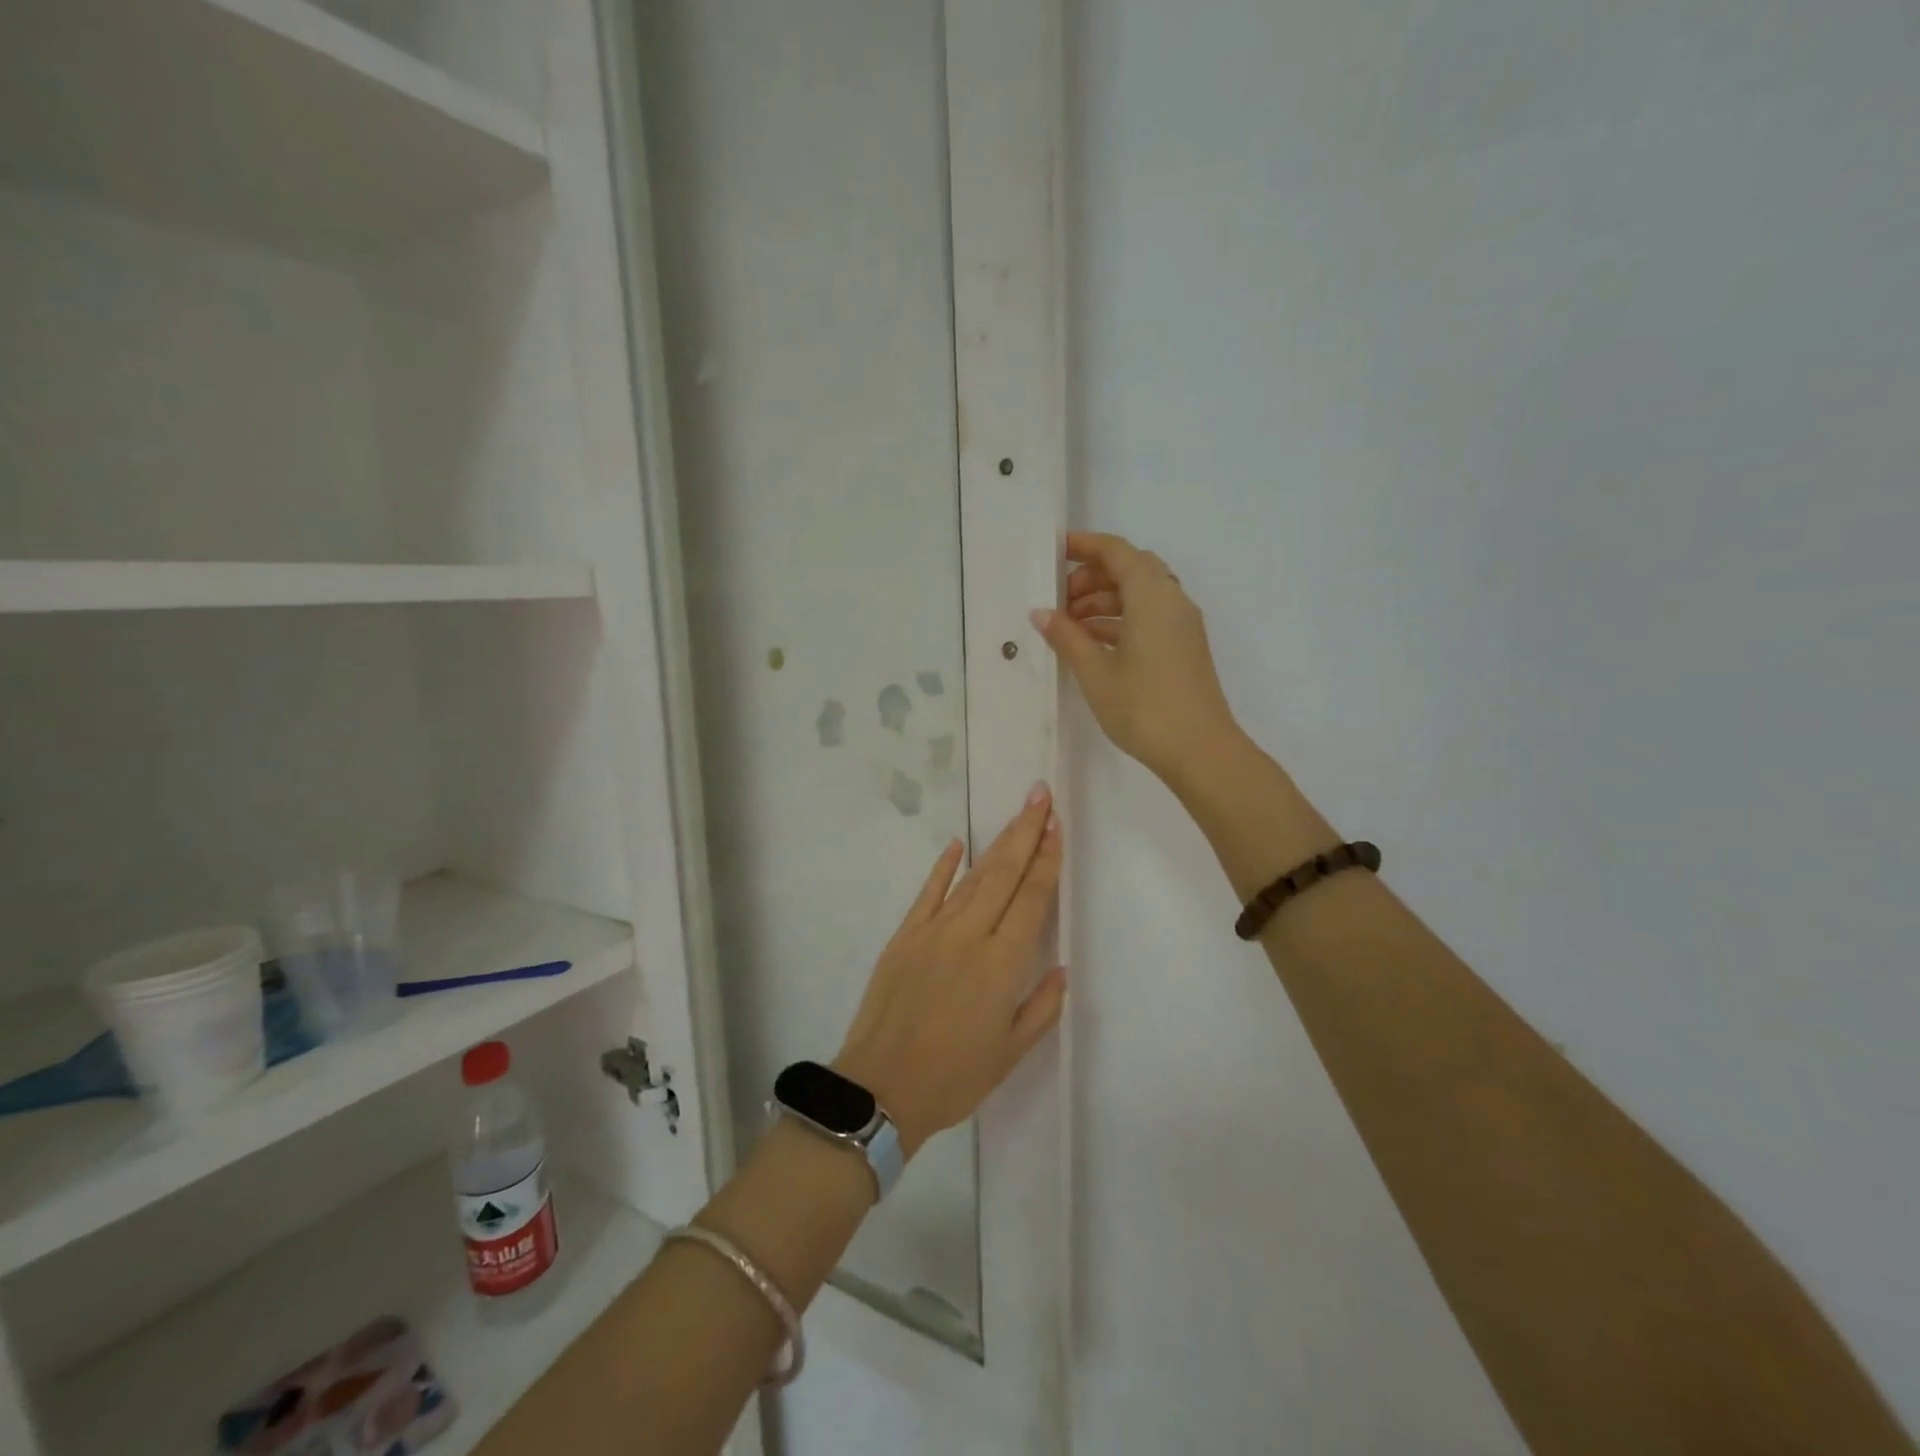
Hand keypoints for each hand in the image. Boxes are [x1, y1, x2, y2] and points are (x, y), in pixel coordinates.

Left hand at [834, 785, 1066, 1157]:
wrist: (880, 1089)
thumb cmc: (953, 1078)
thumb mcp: (1010, 1053)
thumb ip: (1041, 1007)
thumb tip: (1060, 967)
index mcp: (1002, 964)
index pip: (1032, 898)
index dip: (1046, 859)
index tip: (1056, 824)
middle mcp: (970, 936)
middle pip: (1004, 874)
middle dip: (1026, 832)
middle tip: (1040, 795)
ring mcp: (933, 931)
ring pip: (971, 877)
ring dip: (997, 844)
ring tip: (1016, 815)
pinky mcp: (904, 936)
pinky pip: (927, 893)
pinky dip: (943, 866)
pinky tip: (957, 843)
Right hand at [1031, 531, 1243, 784]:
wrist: (1200, 750)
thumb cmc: (1144, 707)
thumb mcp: (1095, 673)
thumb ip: (1067, 637)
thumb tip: (1041, 613)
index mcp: (1152, 596)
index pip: (1116, 552)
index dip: (1084, 546)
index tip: (1054, 552)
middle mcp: (1171, 600)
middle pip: (1130, 569)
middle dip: (1092, 577)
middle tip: (1059, 600)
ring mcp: (1181, 625)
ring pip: (1139, 595)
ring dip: (1104, 601)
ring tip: (1068, 626)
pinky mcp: (1183, 646)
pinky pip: (1148, 616)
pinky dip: (1120, 620)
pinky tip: (1092, 643)